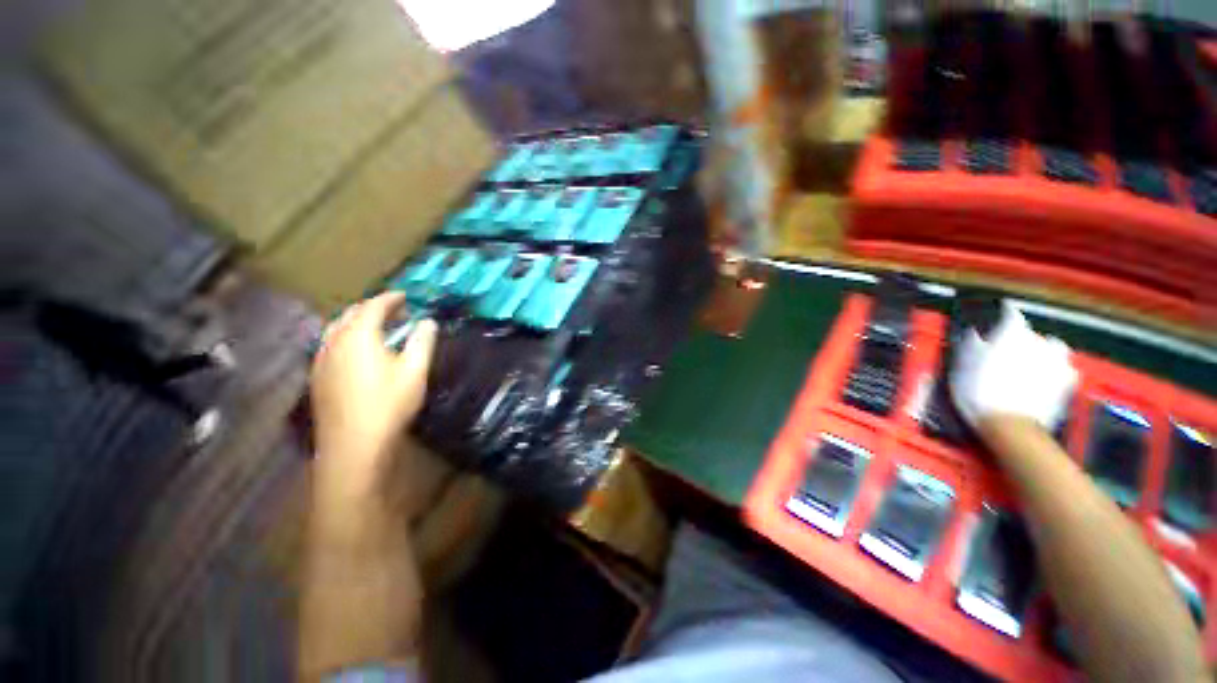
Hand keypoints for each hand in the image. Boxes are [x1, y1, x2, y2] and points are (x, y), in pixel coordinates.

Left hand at [311, 292, 437, 488]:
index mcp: (358, 336)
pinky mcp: (318, 377)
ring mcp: (321, 360)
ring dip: (357, 322)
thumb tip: (428, 322)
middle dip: (373, 307)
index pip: (373, 307)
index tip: (405, 296)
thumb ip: (422, 342)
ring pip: (336, 329)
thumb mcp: (414, 371)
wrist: (353, 444)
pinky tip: (357, 351)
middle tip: (394, 309)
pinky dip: (346, 337)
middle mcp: (334, 342)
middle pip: (350, 315)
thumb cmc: (388, 403)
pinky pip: (330, 345)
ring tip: (376, 326)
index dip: (390, 298)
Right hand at [950, 302, 1077, 430]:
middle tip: (1005, 350)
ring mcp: (1059, 362)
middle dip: (1020, 340)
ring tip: (1026, 366)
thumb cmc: (979, 389)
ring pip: (1051, 349)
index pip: (1010, 313)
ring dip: (1040, 354)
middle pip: (1031, 334)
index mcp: (1014, 331)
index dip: (1002, 313)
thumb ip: (972, 343)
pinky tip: (1040, 381)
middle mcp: (1040, 340)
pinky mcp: (1068, 383)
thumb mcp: (962, 363)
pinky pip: (1061, 370)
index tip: (998, 314)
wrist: (1009, 425)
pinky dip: (1051, 372)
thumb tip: (976, 332)